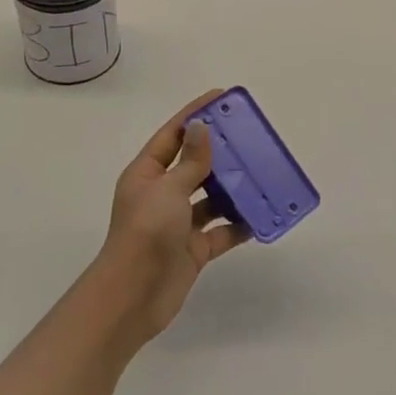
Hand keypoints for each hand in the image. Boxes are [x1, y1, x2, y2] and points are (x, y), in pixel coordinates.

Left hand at [98, 90, 250, 340]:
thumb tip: (201, 128)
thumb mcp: (168, 189)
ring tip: (262, 172)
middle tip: (250, 136)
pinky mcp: (193, 249)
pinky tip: (261, 214)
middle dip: (220, 152)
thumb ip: (191, 161)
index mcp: (147, 174)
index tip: (221, 98)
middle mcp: (162, 195)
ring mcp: (178, 223)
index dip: (195, 115)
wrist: (133, 297)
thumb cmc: (146, 233)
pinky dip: (239, 224)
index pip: (173, 135)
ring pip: (211, 197)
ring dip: (233, 188)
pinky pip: (221, 231)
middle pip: (194, 165)